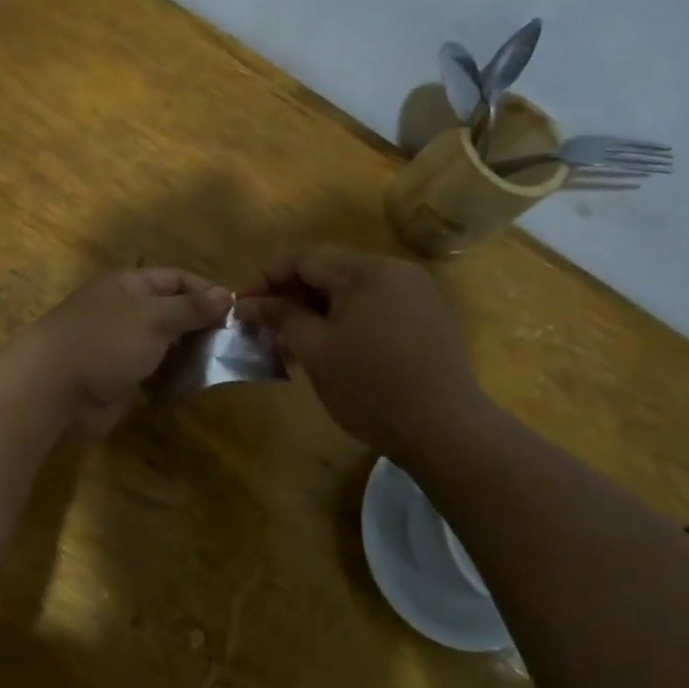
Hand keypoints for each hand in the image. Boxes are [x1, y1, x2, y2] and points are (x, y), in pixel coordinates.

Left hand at [17, 267, 232, 435]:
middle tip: (233, 344)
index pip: (177, 278)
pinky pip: (154, 372)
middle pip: (173, 311)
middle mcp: (126, 310)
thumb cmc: (105, 342)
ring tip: (218, 366)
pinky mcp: (119, 376)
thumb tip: (226, 294)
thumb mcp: (154, 317)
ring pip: (166, 344)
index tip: (236, 311)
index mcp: (130, 284)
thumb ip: (191, 308)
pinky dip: (173, 378)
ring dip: (189, 354)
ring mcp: (121, 344)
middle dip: (201, 326)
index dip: (206, 291)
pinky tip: (193, 386)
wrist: (53, 389)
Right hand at [239, 246, 482, 457]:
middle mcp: (395, 271)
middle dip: (290, 297)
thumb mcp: (317, 351)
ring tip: (292, 345)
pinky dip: (345, 321)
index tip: (241, 309)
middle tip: (264, 331)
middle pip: (328, 271)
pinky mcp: (426, 319)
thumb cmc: (372, 388)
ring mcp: (416, 294)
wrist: (447, 430)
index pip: (302, 257)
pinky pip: (374, 308)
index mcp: (367, 270)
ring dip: (316, 312)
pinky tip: (331, 351)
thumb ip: (281, 317)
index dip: (265, 279)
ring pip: (350, 291)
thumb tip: (247, 303)